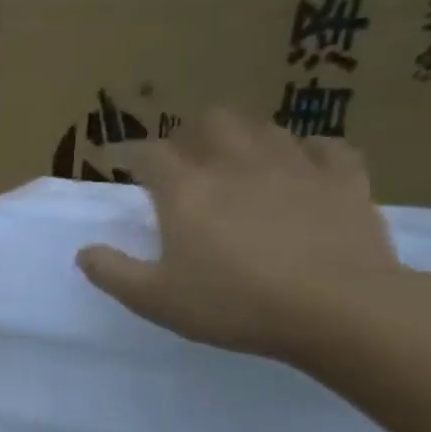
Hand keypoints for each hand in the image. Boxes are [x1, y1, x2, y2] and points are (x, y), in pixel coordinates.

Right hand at [74, 110, 407, 363]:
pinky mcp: (345, 182)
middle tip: (182, 156)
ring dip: (244, 137)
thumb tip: (84, 252)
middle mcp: (235, 166)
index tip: (118, 161)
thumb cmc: (234, 304)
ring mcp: (295, 168)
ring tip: (237, 158)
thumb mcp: (154, 299)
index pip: (148, 152)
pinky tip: (303, 164)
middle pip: (211, 121)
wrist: (341, 310)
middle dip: (190, 131)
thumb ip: (111, 272)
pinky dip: (309, 150)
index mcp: (185, 191)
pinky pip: (328, 148)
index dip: (129, 152)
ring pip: (265, 129)